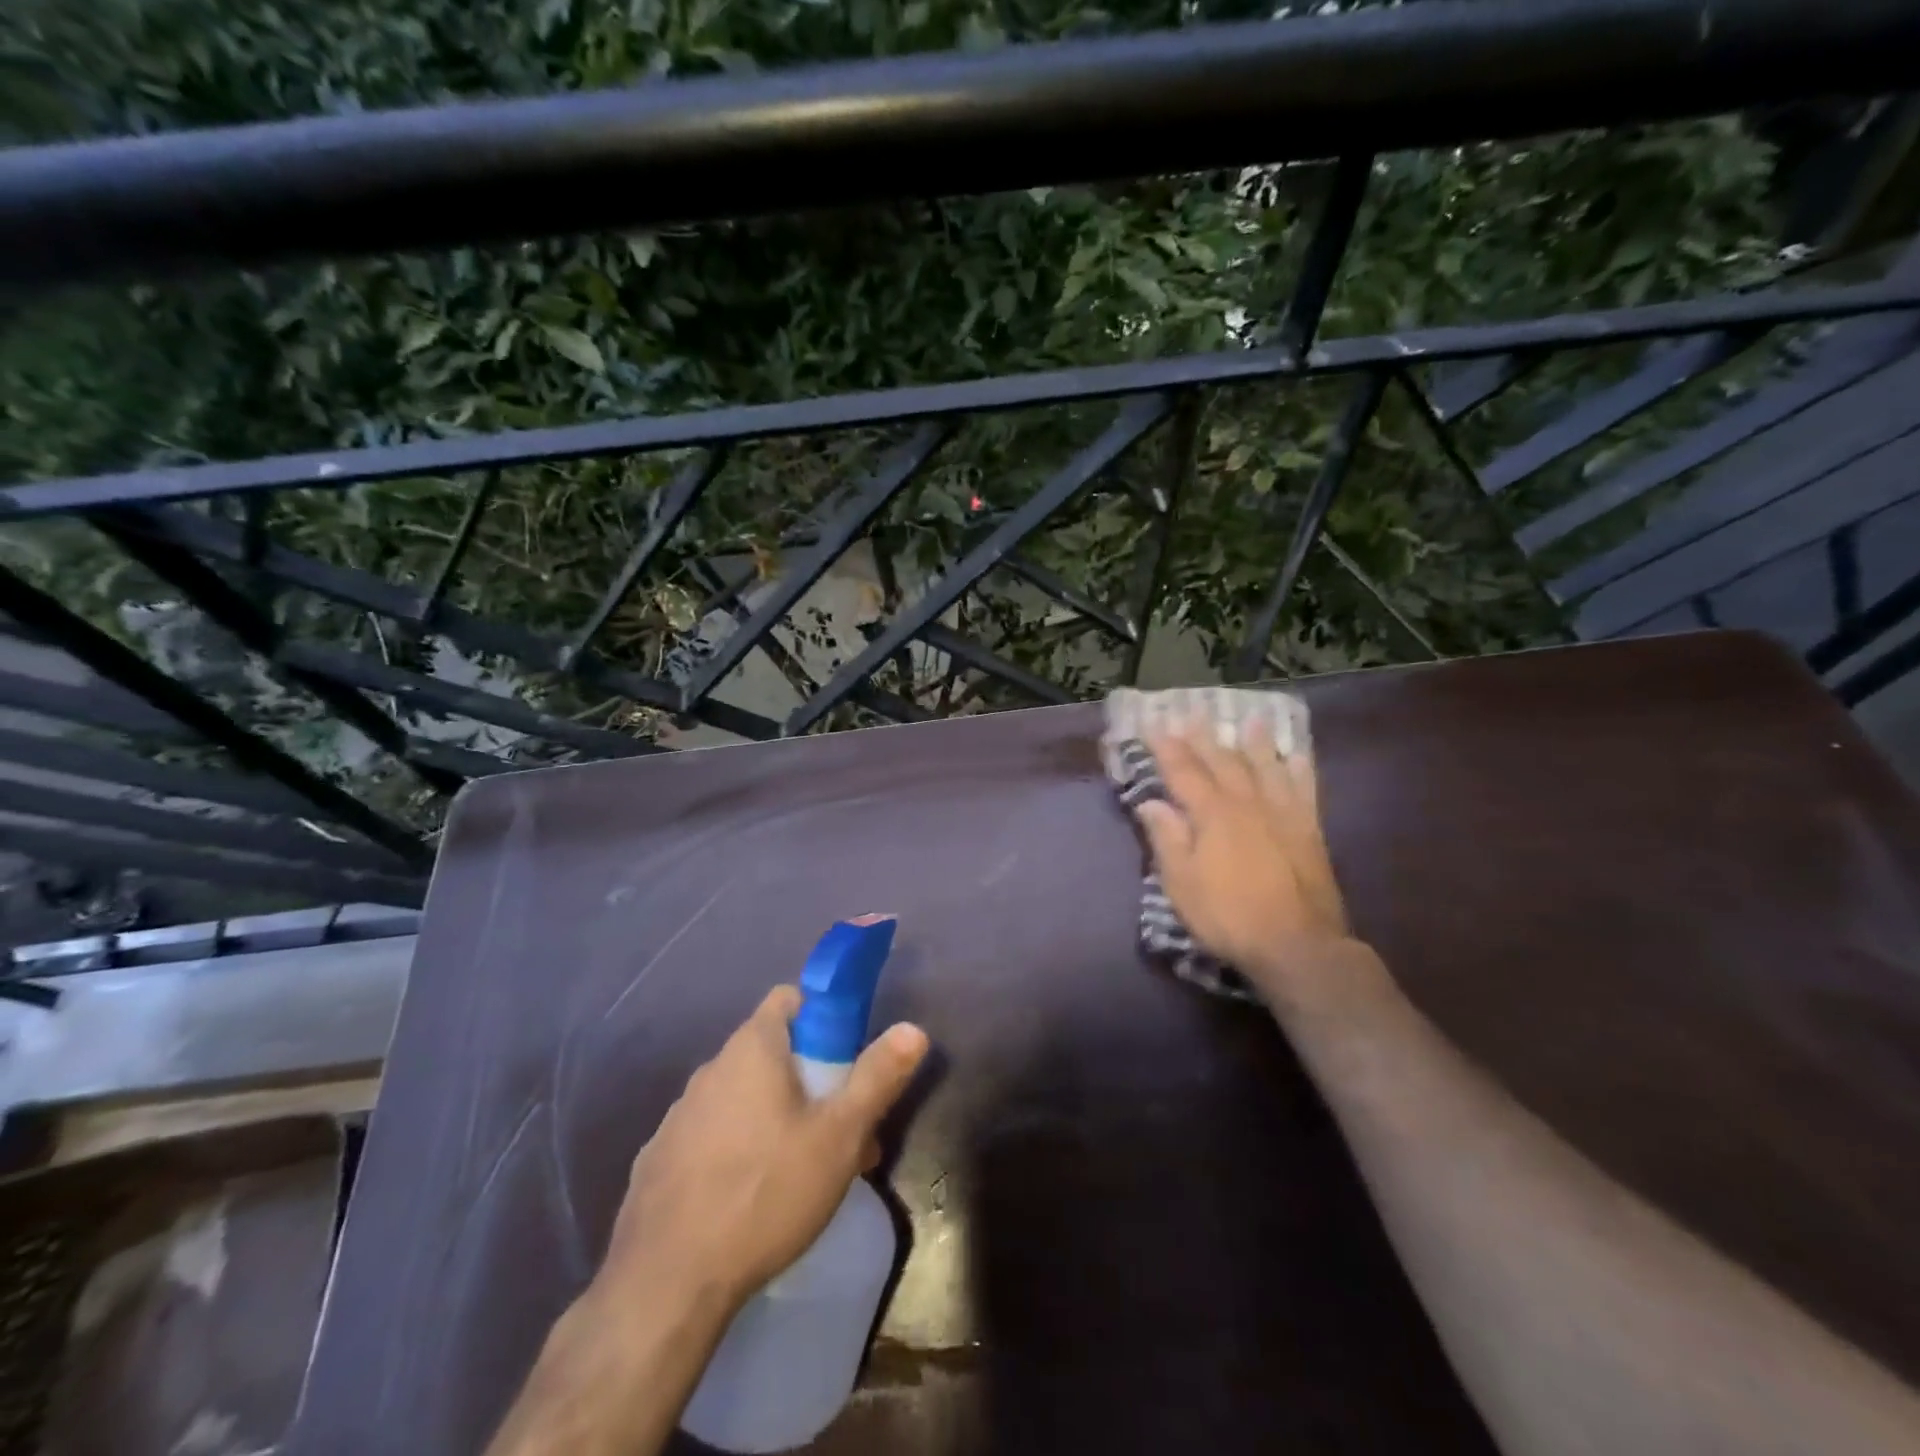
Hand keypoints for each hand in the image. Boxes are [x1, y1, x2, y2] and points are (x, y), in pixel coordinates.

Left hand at [597, 986, 929, 1313]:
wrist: (666, 1285)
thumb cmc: (766, 1193)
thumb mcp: (839, 1136)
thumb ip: (878, 1077)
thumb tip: (913, 1029)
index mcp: (752, 1048)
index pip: (790, 999)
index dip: (823, 1017)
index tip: (846, 1058)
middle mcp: (711, 1069)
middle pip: (771, 1052)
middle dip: (811, 1080)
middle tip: (840, 1130)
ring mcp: (679, 1115)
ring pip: (743, 1097)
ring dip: (777, 1117)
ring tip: (805, 1173)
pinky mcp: (659, 1160)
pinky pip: (712, 1134)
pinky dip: (738, 1148)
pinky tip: (753, 1197)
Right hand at [1137, 727, 1353, 997]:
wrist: (1297, 945)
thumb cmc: (1228, 916)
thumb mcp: (1181, 884)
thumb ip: (1167, 839)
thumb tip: (1151, 802)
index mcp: (1212, 815)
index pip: (1183, 771)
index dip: (1166, 748)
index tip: (1152, 725)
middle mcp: (1247, 803)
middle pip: (1223, 761)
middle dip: (1204, 737)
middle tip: (1192, 714)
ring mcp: (1282, 813)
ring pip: (1265, 767)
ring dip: (1254, 742)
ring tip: (1249, 719)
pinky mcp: (1308, 829)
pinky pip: (1303, 787)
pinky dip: (1298, 767)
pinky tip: (1295, 755)